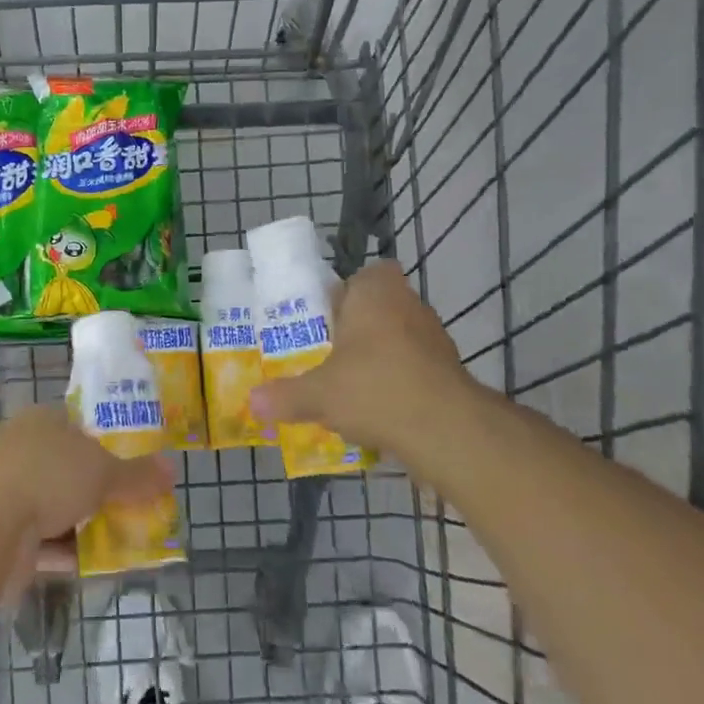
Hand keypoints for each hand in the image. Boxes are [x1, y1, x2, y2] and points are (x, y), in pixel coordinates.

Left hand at [0, 405, 174, 579]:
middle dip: (100, 490)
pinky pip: (46, 542)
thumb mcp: (103, 471)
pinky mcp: (3, 535)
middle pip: (70, 469)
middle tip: (135, 505)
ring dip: (87, 525)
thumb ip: (137, 475)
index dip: (106, 442)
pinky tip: (99, 565)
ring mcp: (10, 494)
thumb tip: (172, 468)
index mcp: (42, 422)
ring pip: (58, 508)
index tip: (133, 463)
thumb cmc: (48, 476)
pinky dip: (70, 552)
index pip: (78, 425)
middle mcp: (22, 451)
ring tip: (127, 538)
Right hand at [249, 260, 483, 456]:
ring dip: (379, 355)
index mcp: (376, 291)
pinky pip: (415, 365)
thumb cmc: (374, 388)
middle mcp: (409, 303)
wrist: (446, 429)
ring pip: (398, 337)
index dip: (348, 293)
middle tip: (330, 354)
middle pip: (380, 307)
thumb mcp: (318, 394)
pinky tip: (380, 408)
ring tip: (351, 385)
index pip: (365, 274)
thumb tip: (252, 403)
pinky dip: (400, 380)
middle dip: (358, 328)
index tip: (328, 319)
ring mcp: (435, 336)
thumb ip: (285, 395)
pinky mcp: (450, 369)